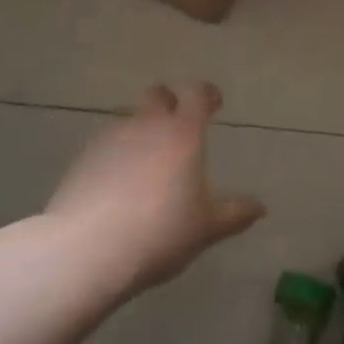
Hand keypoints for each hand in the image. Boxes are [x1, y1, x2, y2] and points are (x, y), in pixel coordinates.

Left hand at [47, 82, 264, 294]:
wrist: (87, 249)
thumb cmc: (159, 232)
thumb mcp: (205, 228)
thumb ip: (234, 213)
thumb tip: (260, 207)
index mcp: (182, 132)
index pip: (197, 95)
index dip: (207, 94)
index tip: (214, 102)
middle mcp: (146, 124)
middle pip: (157, 95)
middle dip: (170, 102)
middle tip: (178, 124)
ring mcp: (110, 137)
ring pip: (129, 118)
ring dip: (140, 128)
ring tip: (146, 158)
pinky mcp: (83, 158)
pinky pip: (106, 143)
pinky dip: (116, 152)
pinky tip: (117, 180)